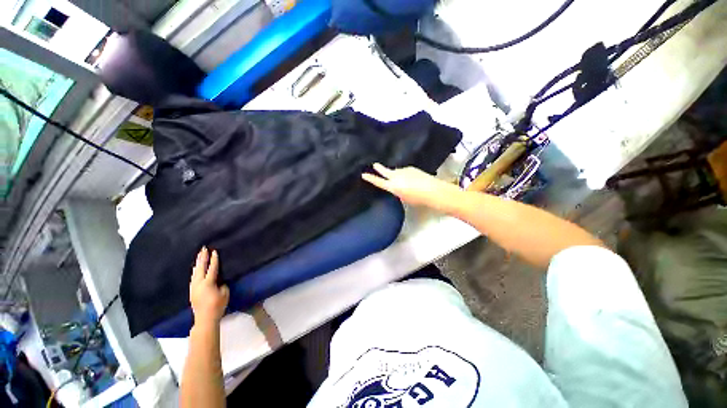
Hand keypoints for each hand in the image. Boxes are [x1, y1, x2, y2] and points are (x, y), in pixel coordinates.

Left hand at [190, 247, 228, 324]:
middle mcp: (199, 283)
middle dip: (202, 258)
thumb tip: (219, 281)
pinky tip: (195, 269)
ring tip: (199, 256)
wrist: (205, 319)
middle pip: (200, 268)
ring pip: (195, 272)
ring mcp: (194, 287)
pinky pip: (193, 277)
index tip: (214, 251)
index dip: (214, 260)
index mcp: (208, 283)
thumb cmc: (217, 305)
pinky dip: (195, 271)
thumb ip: (222, 284)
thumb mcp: (224, 293)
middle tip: (203, 249)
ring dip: (197, 263)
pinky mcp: (192, 291)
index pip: (212, 268)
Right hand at [362, 163, 461, 209]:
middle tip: (375, 164)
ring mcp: (403, 170)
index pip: (378, 182)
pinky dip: (404, 174)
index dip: (370, 178)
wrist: (432, 190)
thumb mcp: (403, 197)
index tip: (363, 174)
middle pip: (385, 171)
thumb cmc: (417, 199)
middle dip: (379, 168)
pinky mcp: (411, 168)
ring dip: (395, 174)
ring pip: (396, 171)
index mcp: (393, 186)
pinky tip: (411, 179)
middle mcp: (396, 176)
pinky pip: (404, 171)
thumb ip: (397, 190)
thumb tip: (395, 185)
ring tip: (401, 180)